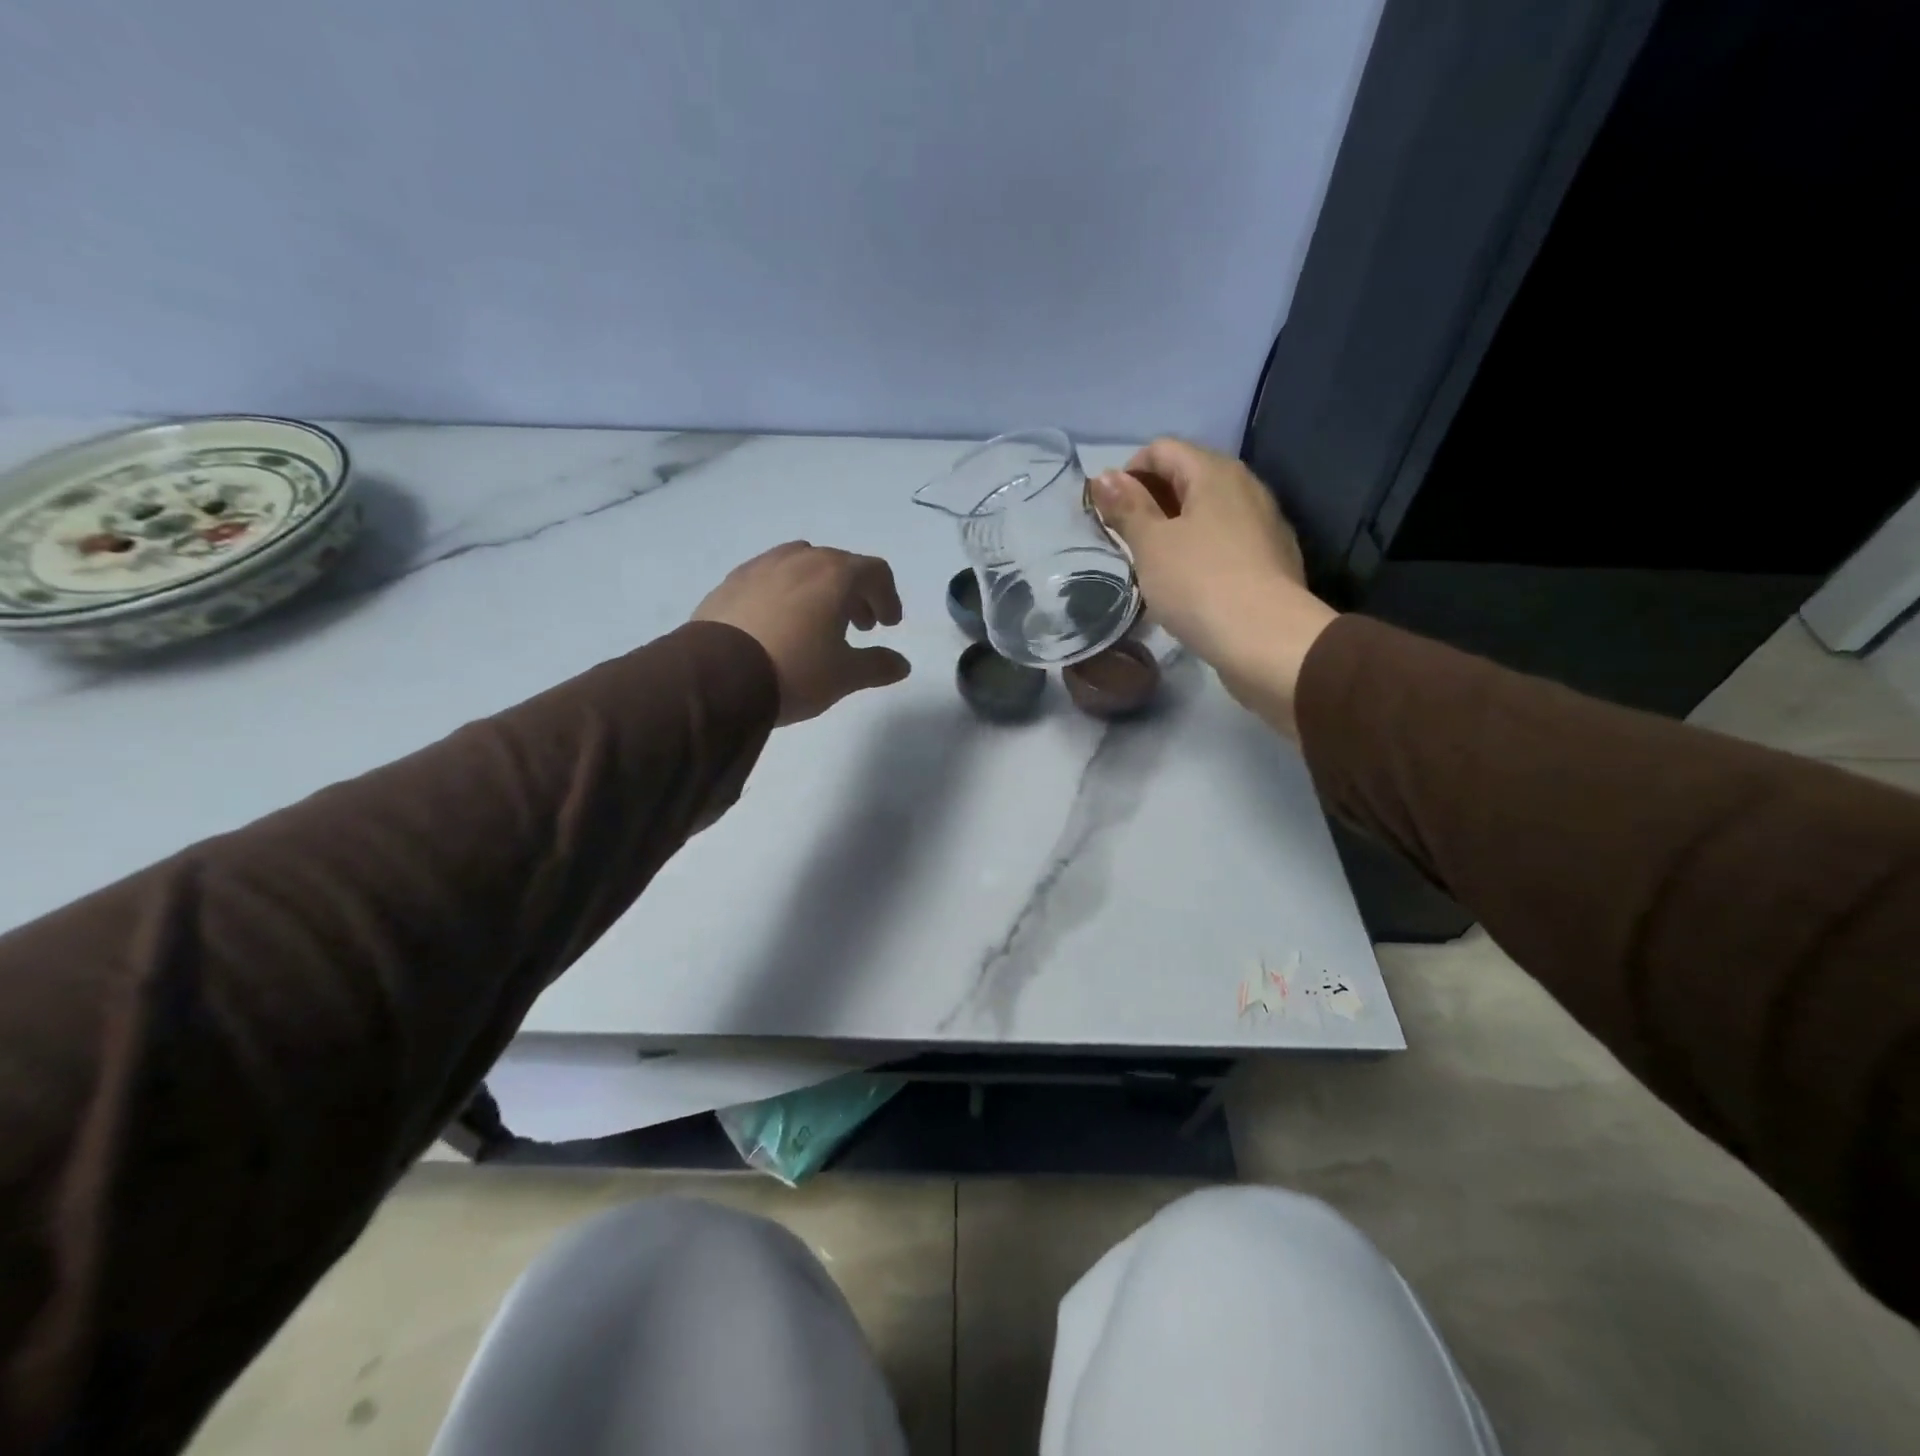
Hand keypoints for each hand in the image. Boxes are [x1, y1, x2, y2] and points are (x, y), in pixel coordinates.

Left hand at [693, 543, 911, 724]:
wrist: (716, 677)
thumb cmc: (794, 670)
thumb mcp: (844, 675)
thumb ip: (877, 666)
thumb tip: (901, 665)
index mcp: (834, 574)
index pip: (875, 572)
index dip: (888, 597)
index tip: (888, 625)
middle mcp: (799, 559)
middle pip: (839, 565)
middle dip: (855, 594)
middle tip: (859, 627)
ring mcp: (760, 566)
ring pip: (802, 566)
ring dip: (819, 589)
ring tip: (817, 622)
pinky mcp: (730, 582)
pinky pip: (769, 578)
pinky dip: (785, 593)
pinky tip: (778, 623)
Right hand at [1090, 438, 1337, 734]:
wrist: (1267, 641)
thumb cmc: (1199, 584)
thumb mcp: (1151, 545)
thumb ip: (1127, 508)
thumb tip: (1104, 476)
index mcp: (1214, 472)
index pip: (1162, 449)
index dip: (1128, 473)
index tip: (1109, 513)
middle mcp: (1245, 487)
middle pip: (1187, 477)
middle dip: (1150, 502)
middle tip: (1125, 540)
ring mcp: (1263, 523)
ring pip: (1207, 512)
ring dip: (1174, 529)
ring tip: (1151, 565)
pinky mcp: (1271, 560)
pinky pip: (1225, 541)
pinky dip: (1199, 551)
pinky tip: (1186, 585)